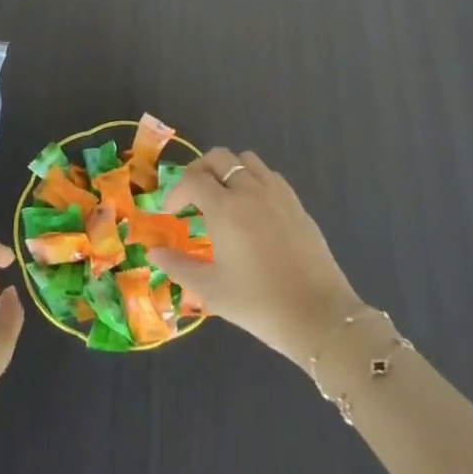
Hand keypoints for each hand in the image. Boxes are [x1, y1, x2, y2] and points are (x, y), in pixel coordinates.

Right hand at [149, 149, 362, 366]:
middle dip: (199, 170)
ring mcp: (278, 194)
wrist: (318, 316)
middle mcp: (250, 191)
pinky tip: (252, 208)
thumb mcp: (210, 290)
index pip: (192, 179)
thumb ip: (178, 266)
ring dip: (229, 170)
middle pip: (219, 157)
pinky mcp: (297, 204)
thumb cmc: (258, 304)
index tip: (172, 212)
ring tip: (223, 197)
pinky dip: (254, 180)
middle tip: (192, 196)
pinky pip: (270, 175)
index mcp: (225, 208)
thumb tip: (154, 251)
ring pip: (247, 159)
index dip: (176, 191)